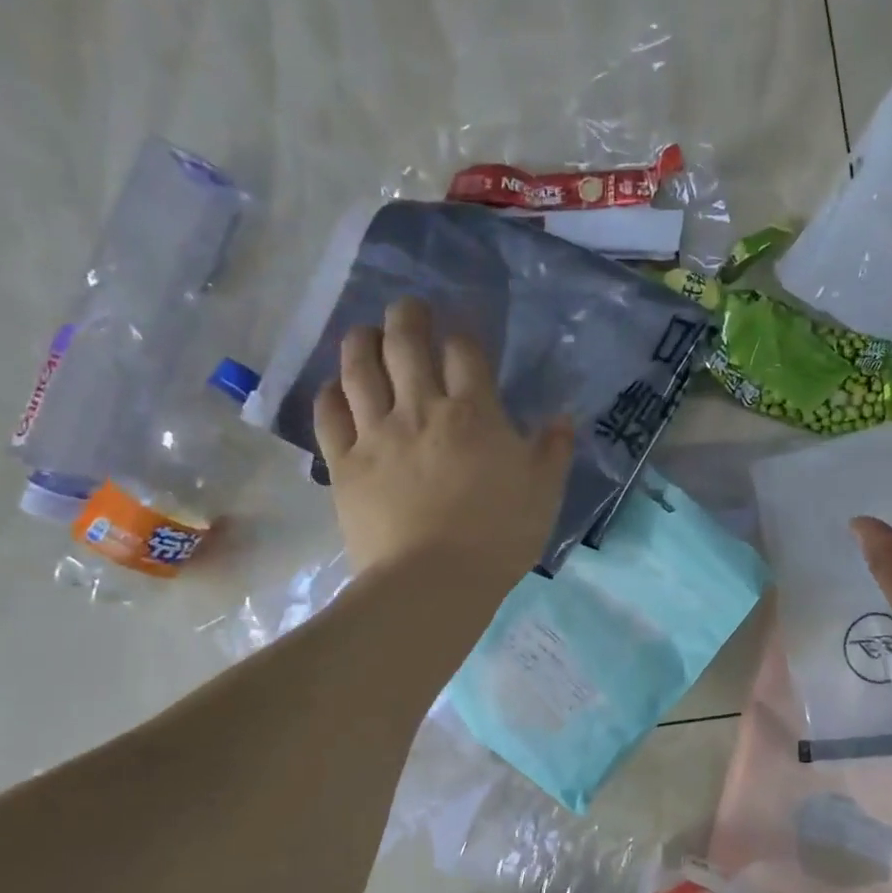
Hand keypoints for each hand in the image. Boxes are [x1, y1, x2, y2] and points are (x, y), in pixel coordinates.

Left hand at [314, 299, 574, 583]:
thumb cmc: (498, 537)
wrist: (433, 582)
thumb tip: (563, 417)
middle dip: (407, 316)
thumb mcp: (545, 493)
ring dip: (361, 342)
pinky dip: (331, 395)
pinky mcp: (345, 464)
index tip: (463, 338)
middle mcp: (420, 409)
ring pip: (359, 369)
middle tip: (409, 310)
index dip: (463, 336)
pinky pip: (329, 416)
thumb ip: (554, 450)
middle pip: (405, 342)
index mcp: (474, 413)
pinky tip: (336, 389)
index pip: (465, 351)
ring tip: (366, 334)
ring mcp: (377, 434)